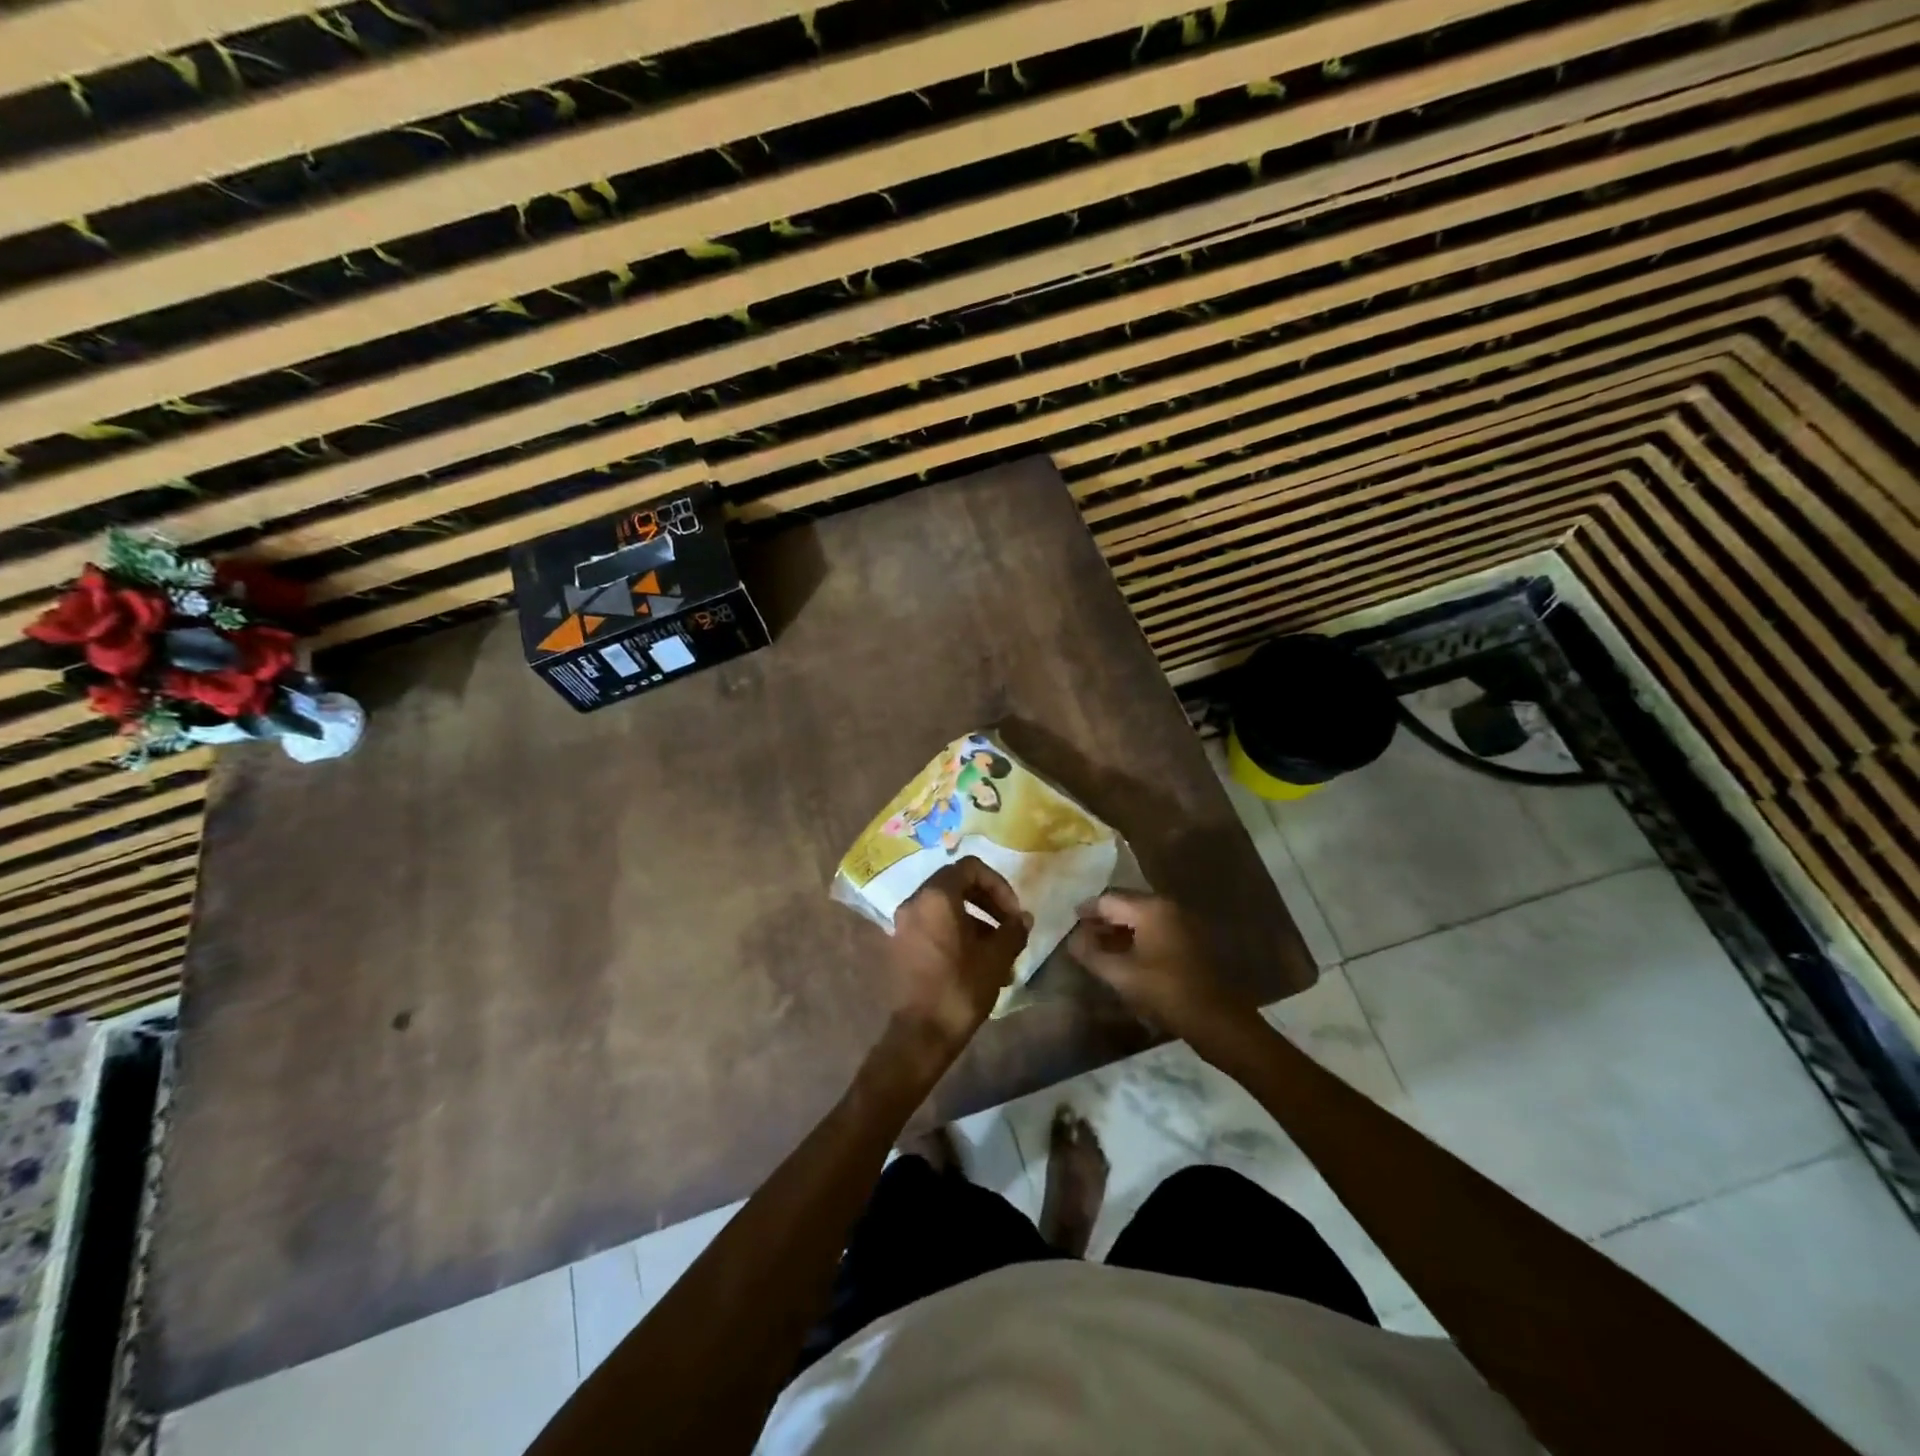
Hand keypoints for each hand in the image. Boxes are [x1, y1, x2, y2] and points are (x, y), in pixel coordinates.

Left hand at [886, 857, 1030, 1052]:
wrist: (921, 1034)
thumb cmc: (961, 987)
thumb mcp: (997, 956)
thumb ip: (1013, 930)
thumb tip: (1023, 918)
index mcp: (936, 896)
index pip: (970, 868)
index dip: (998, 885)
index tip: (1013, 913)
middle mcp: (915, 902)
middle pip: (957, 885)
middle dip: (988, 903)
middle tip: (1010, 928)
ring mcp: (905, 925)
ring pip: (947, 909)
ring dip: (977, 923)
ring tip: (1002, 956)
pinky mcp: (902, 946)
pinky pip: (935, 927)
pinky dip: (958, 935)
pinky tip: (980, 966)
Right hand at [1067, 892, 1241, 1034]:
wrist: (1215, 1018)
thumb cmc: (1164, 991)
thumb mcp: (1120, 974)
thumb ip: (1091, 953)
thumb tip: (1072, 938)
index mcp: (1150, 908)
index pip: (1108, 899)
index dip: (1086, 911)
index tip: (1069, 922)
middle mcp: (1168, 906)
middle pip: (1126, 904)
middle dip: (1102, 918)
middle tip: (1081, 934)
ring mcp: (1182, 922)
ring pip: (1141, 917)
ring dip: (1119, 928)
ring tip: (1099, 947)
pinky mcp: (1190, 939)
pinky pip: (1155, 928)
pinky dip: (1136, 936)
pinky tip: (1125, 955)